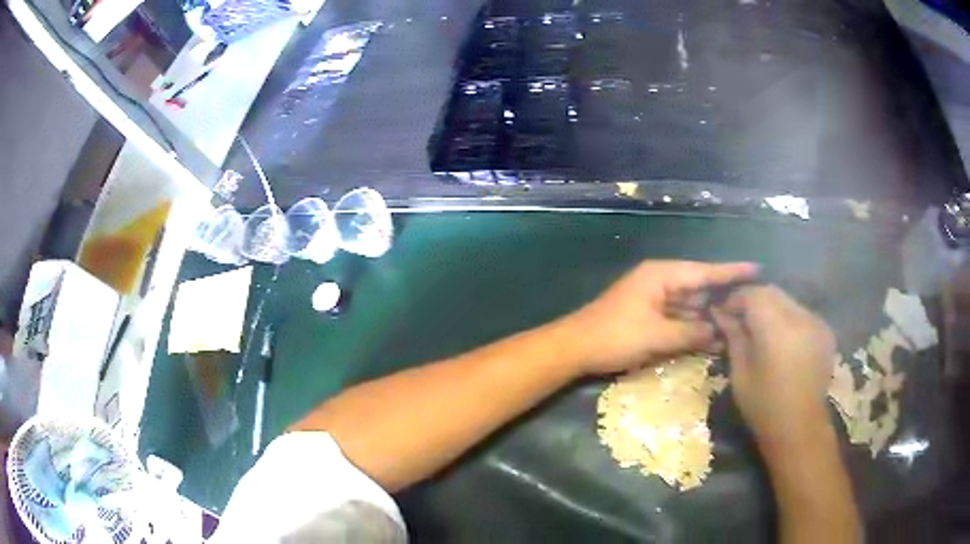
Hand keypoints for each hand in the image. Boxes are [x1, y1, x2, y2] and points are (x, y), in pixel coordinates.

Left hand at [561, 260, 758, 375]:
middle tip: (751, 308)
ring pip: (689, 305)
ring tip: (737, 325)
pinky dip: (692, 326)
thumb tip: (718, 333)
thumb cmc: (616, 336)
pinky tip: (710, 337)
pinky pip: (677, 317)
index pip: (704, 271)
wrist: (575, 348)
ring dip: (707, 317)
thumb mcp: (658, 336)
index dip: (732, 272)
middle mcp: (660, 281)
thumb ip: (692, 333)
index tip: (757, 269)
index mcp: (662, 275)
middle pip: (699, 288)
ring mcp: (653, 298)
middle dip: (722, 299)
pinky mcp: (648, 315)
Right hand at [710, 285, 835, 450]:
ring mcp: (816, 322)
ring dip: (771, 308)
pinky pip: (801, 313)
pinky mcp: (825, 331)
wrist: (800, 428)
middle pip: (772, 292)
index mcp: (776, 328)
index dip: (735, 299)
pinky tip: (782, 339)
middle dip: (753, 300)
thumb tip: (720, 313)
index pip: (753, 294)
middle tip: (739, 319)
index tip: (722, 312)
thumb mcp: (740, 373)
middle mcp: (800, 317)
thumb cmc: (764, 406)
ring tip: (760, 329)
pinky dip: (788, 318)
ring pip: (787, 301)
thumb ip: (734, 337)